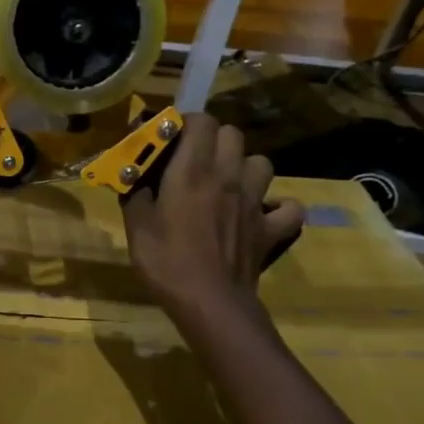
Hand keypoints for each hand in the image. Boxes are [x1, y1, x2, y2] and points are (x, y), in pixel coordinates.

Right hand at [122, 113, 303, 311]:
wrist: (209, 303)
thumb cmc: (166, 262)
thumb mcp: (136, 226)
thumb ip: (136, 194)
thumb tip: (134, 179)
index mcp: (192, 171)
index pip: (201, 121)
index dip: (186, 123)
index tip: (171, 139)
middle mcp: (228, 176)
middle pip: (232, 134)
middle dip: (214, 140)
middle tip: (195, 161)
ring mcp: (255, 202)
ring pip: (261, 163)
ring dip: (245, 167)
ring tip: (228, 184)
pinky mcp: (271, 228)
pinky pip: (289, 209)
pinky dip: (279, 208)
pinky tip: (263, 215)